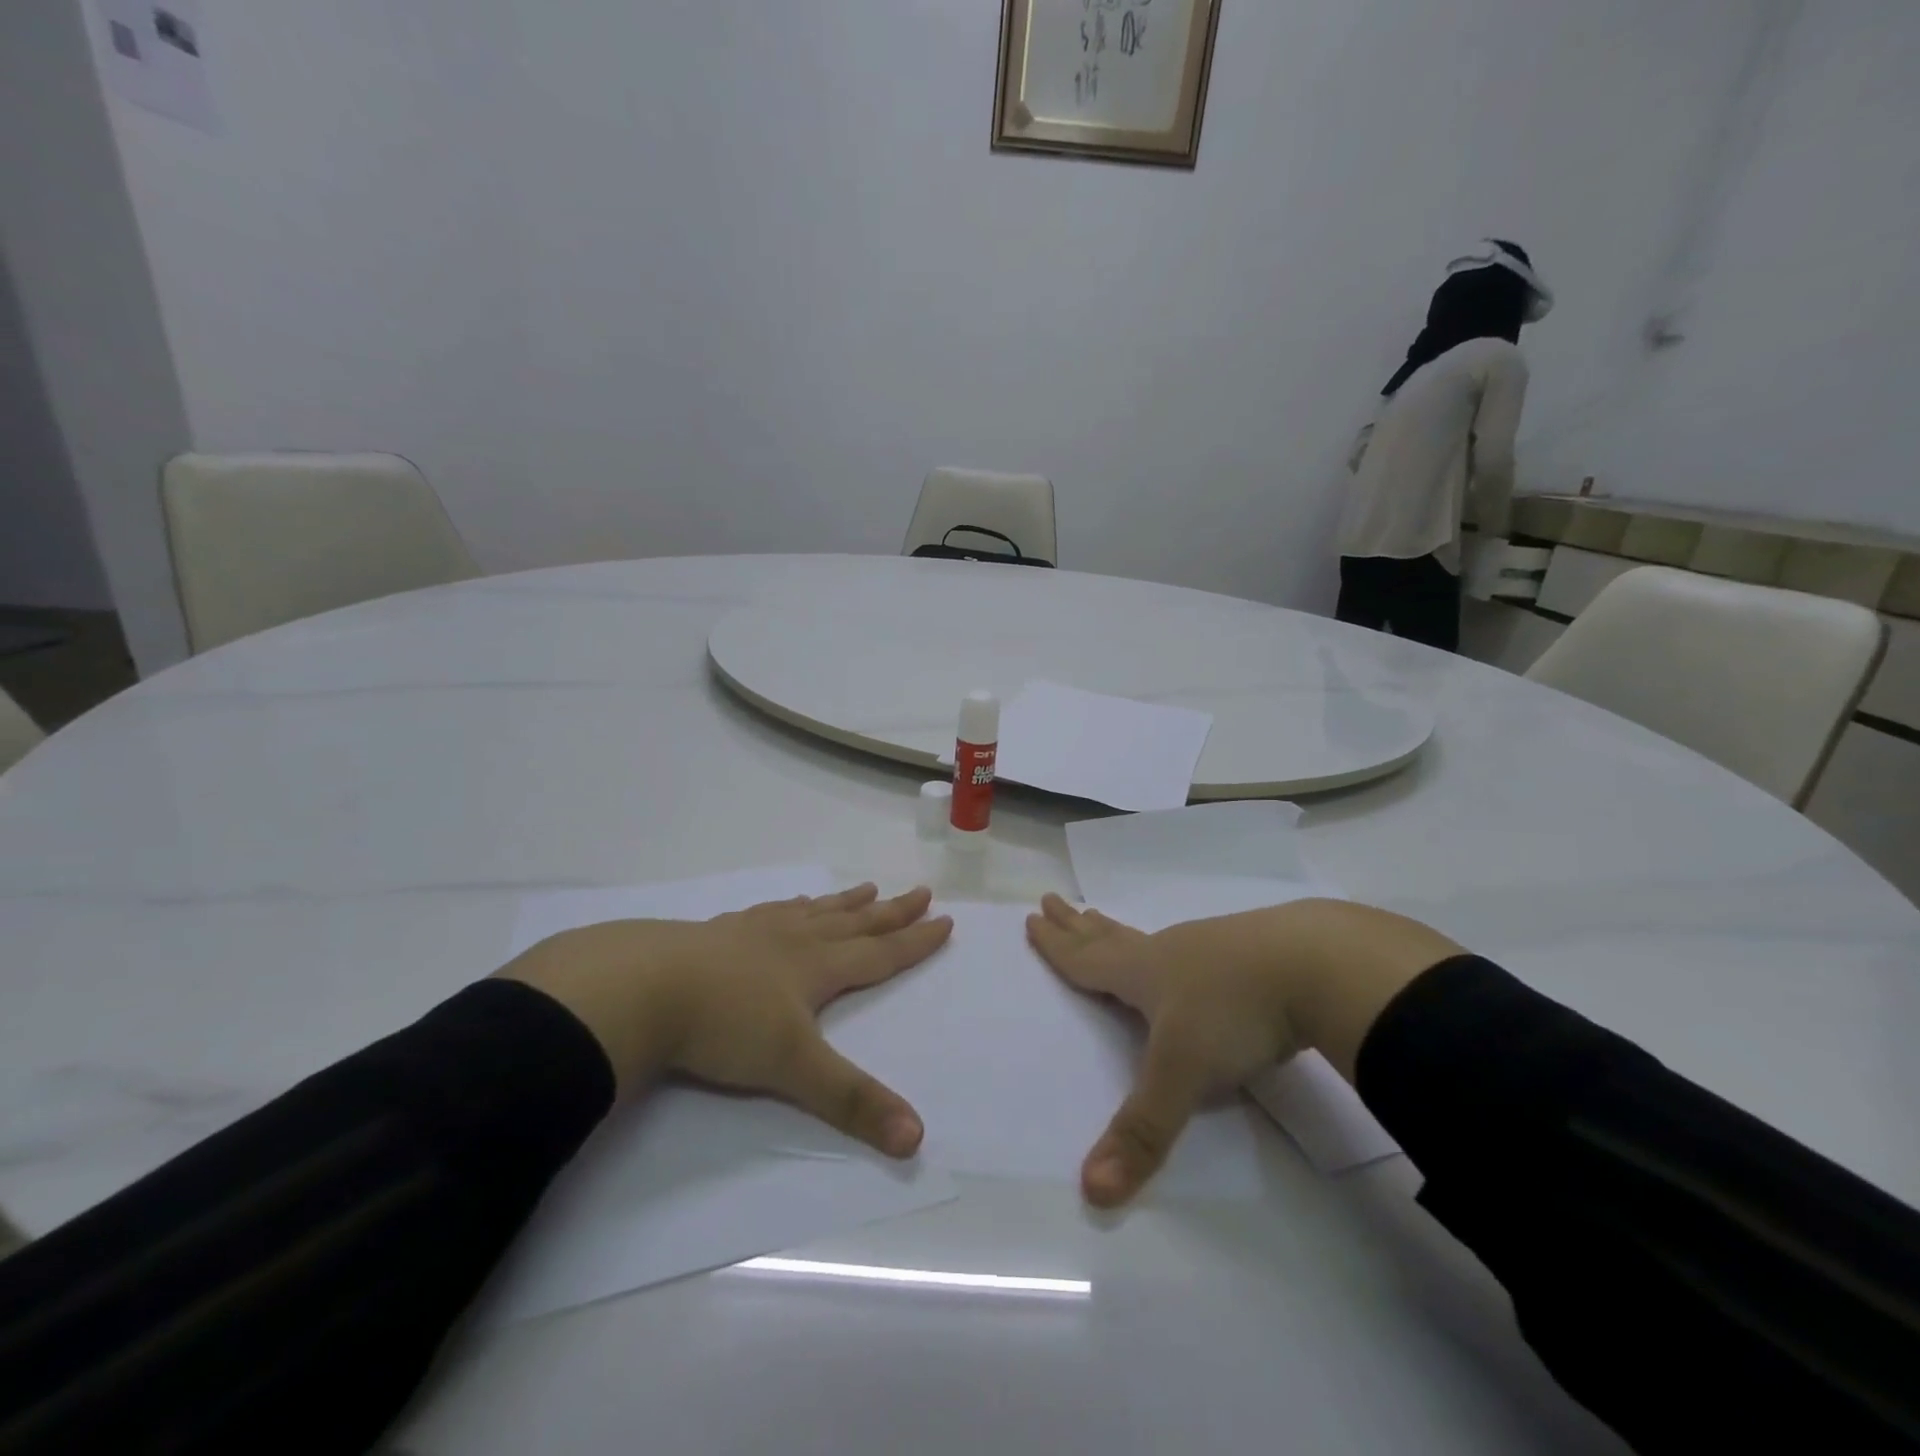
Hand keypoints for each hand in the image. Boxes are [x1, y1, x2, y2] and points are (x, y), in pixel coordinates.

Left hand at [499, 884, 951, 1156]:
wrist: (642, 987)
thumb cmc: (725, 1024)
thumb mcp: (793, 1068)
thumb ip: (852, 1101)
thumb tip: (917, 1138)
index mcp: (816, 968)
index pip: (879, 954)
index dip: (915, 942)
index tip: (945, 920)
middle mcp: (793, 942)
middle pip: (853, 923)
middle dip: (890, 912)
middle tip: (920, 890)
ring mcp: (754, 932)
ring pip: (813, 912)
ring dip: (844, 903)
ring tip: (865, 887)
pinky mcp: (718, 933)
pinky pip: (769, 912)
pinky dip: (790, 906)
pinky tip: (787, 905)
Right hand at [1027, 893, 1460, 1205]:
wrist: (1319, 963)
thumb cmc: (1235, 1013)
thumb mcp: (1184, 1075)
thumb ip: (1143, 1132)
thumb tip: (1091, 1192)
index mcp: (1144, 973)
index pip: (1087, 959)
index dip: (1057, 945)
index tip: (1033, 918)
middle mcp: (1170, 953)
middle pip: (1111, 936)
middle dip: (1078, 924)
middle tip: (1054, 899)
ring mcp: (1212, 947)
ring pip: (1152, 939)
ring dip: (1119, 931)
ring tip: (1104, 921)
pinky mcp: (1250, 952)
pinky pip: (1194, 946)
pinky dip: (1173, 947)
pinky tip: (1190, 955)